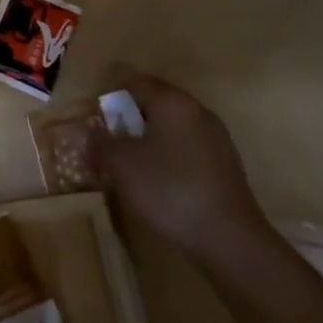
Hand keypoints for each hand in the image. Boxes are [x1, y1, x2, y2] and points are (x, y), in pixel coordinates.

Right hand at [101, 72, 271, 260]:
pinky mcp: (225, 164)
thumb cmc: (170, 191)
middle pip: (155, 103)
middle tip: (110, 143)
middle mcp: (197, 111)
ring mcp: (216, 138)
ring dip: (148, 139)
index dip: (111, 97)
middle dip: (129, 119)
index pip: (135, 82)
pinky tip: (159, 182)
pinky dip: (169, 156)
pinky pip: (187, 147)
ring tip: (131, 165)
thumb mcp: (122, 165)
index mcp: (173, 102)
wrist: (230, 239)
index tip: (96, 119)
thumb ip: (102, 142)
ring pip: (172, 127)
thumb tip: (93, 131)